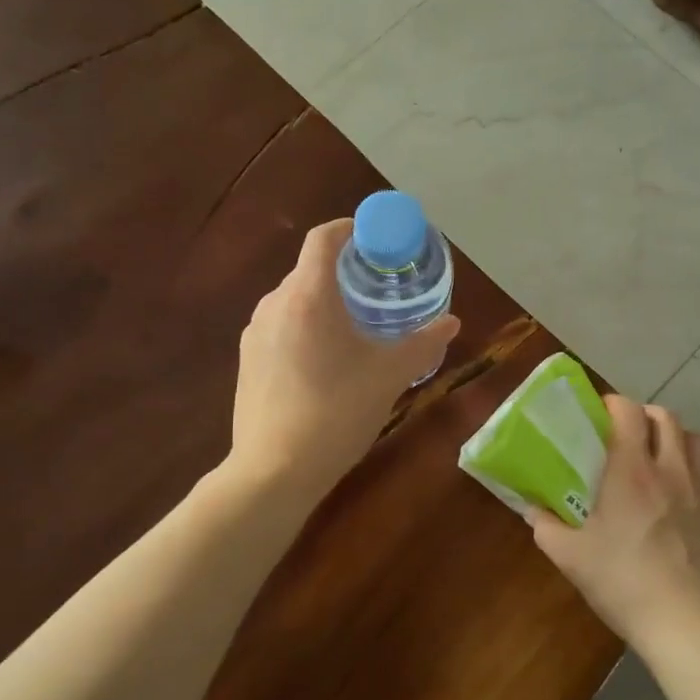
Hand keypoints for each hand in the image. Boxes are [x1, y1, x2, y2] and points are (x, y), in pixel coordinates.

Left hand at [227, 219, 459, 501]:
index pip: (324, 238)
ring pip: (295, 301)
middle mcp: (274, 304)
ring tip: (356, 327)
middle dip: (345, 273)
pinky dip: (306, 328)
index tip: (377, 240)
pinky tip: (326, 362)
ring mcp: (255, 333)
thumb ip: (424, 343)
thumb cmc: (337, 412)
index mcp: (308, 295)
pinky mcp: (247, 361)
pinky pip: (281, 327)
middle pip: (311, 270)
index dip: (351, 229)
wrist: (274, 470)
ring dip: (325, 303)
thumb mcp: (390, 375)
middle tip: (379, 290)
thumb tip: (452, 322)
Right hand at [531, 396, 699, 654]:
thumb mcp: (570, 557)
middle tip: (629, 434)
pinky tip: (692, 487)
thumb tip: (533, 509)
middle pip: (666, 416)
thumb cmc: (624, 583)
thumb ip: (546, 526)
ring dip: (675, 438)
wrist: (689, 624)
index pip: (628, 411)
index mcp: (630, 471)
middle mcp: (671, 468)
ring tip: (661, 457)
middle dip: (645, 416)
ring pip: (695, 439)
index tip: (600, 414)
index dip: (614, 403)